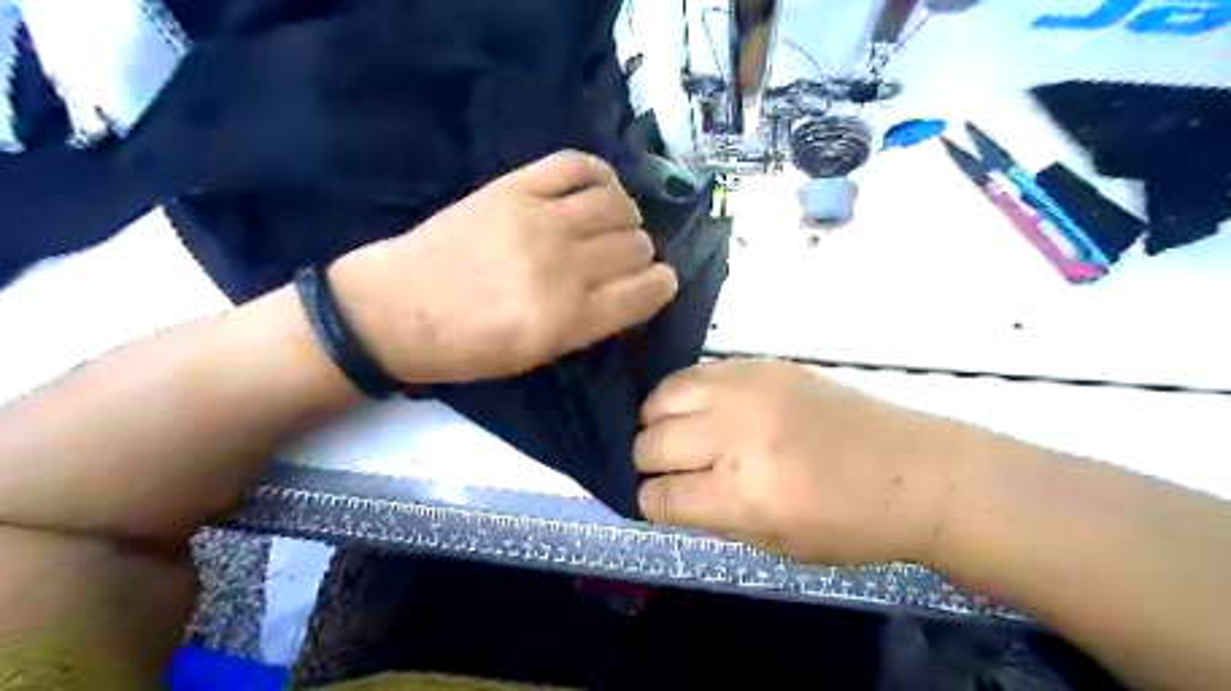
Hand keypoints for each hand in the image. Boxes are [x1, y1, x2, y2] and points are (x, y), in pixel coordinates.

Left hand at [331, 150, 676, 381]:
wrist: (397, 310)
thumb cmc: (469, 348)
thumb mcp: (540, 355)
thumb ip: (592, 321)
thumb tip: (631, 287)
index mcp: (570, 319)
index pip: (648, 290)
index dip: (661, 285)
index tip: (655, 283)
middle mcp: (564, 267)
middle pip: (636, 245)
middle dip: (640, 254)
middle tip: (621, 259)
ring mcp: (539, 220)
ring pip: (618, 204)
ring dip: (626, 216)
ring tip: (611, 224)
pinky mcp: (514, 187)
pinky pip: (577, 165)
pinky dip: (599, 174)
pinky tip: (598, 189)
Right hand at [634, 362, 988, 565]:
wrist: (911, 471)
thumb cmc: (849, 524)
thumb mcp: (775, 545)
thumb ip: (712, 519)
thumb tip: (668, 496)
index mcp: (740, 494)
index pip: (659, 496)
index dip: (649, 503)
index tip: (655, 501)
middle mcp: (734, 437)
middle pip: (651, 443)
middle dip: (645, 462)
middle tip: (663, 469)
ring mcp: (746, 392)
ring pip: (661, 397)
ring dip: (655, 421)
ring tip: (669, 432)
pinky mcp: (758, 366)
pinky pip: (694, 372)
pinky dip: (681, 393)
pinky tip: (694, 408)